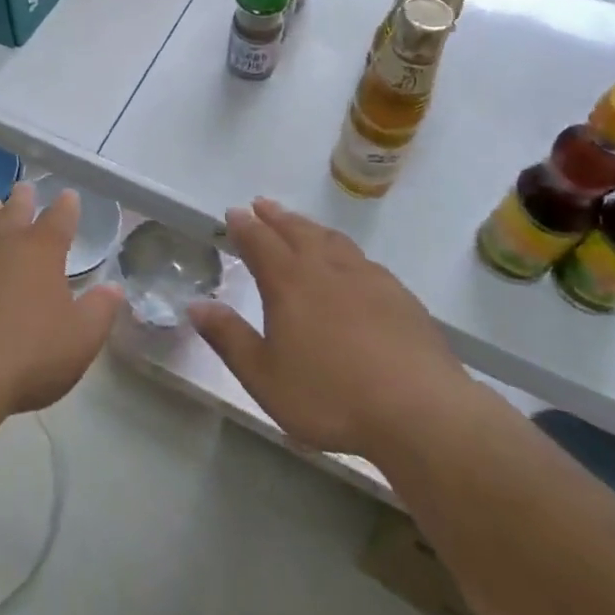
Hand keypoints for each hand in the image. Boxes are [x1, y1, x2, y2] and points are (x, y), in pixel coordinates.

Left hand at [0, 181, 122, 415]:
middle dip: (24, 200)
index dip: (66, 207)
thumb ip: (100, 310)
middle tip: (25, 189)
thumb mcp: (80, 340)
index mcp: (40, 251)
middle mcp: (1, 243)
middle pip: (14, 212)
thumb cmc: (28, 357)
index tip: (68, 195)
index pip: (59, 219)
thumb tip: (114, 287)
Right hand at [189, 198, 471, 459]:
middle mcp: (325, 268)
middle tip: (262, 205)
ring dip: (309, 226)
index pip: (260, 241)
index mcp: (289, 282)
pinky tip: (349, 262)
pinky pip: (361, 258)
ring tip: (299, 223)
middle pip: (296, 230)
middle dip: (275, 217)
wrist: (418, 408)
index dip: (244, 226)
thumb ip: (229, 338)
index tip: (233, 213)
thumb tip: (195, 305)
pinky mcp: (398, 293)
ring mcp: (366, 277)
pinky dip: (343, 248)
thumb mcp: (265, 377)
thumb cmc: (330, 395)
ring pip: (330, 239)